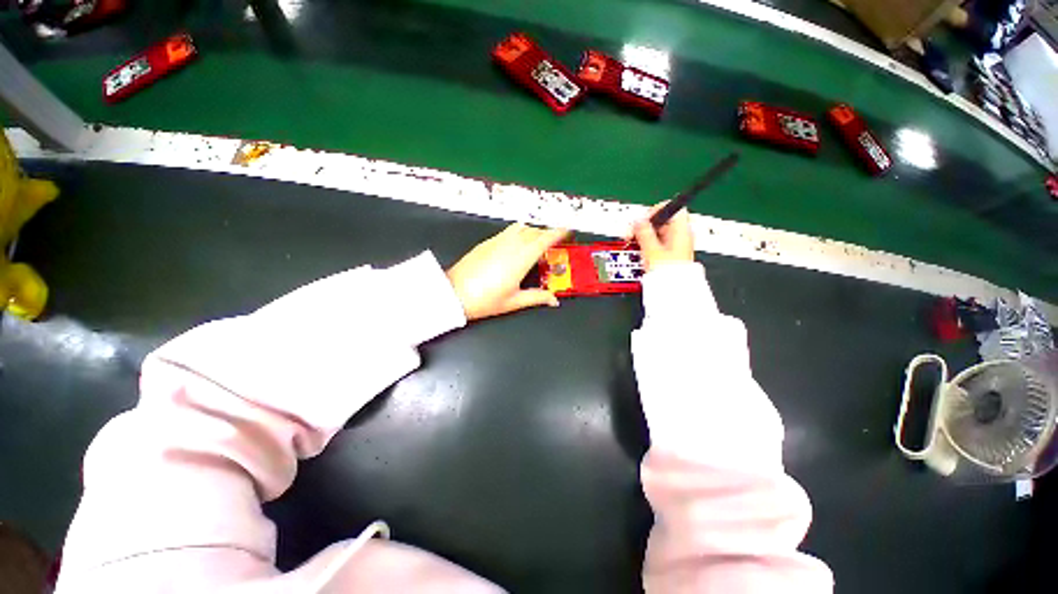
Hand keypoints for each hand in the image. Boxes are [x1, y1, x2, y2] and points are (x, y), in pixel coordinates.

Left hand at [447, 223, 568, 320]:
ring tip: (537, 242)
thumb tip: (554, 300)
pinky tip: (517, 245)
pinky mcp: (486, 242)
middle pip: (534, 231)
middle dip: (547, 233)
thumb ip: (537, 298)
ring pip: (521, 228)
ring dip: (532, 231)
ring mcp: (497, 241)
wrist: (453, 294)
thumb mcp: (514, 301)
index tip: (568, 230)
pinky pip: (508, 231)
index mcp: (521, 258)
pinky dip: (518, 233)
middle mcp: (510, 244)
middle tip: (555, 242)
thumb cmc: (485, 300)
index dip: (558, 232)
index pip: (544, 239)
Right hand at [632, 202, 694, 271]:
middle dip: (644, 225)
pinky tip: (640, 249)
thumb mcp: (651, 249)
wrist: (675, 290)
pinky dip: (648, 243)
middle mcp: (682, 234)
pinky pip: (658, 241)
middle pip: (661, 220)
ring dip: (643, 235)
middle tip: (632, 234)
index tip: (642, 221)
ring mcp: (677, 244)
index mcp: (681, 229)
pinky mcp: (671, 253)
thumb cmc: (669, 272)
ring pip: (658, 231)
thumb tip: (638, 220)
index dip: (653, 211)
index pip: (669, 206)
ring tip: (633, 242)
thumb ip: (643, 232)